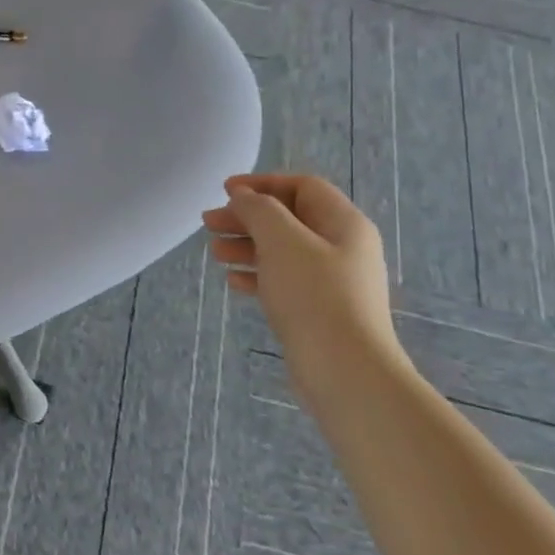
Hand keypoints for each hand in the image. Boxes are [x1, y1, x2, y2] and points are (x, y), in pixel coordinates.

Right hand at [201, 174, 398, 364]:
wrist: (345, 371)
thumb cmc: (314, 295)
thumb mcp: (282, 240)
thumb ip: (259, 209)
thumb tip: (243, 196)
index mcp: (344, 223)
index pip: (302, 187)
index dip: (262, 183)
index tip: (224, 191)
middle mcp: (343, 248)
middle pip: (289, 219)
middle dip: (247, 217)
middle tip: (208, 224)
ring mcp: (333, 282)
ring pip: (283, 251)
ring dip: (247, 246)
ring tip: (215, 253)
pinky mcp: (320, 311)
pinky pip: (284, 281)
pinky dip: (257, 275)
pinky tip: (233, 282)